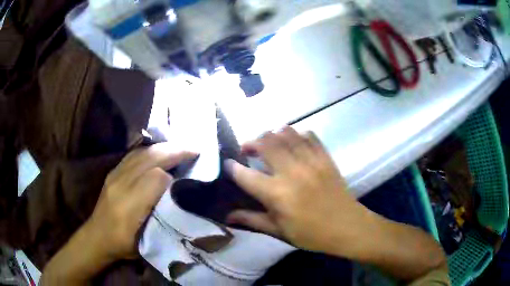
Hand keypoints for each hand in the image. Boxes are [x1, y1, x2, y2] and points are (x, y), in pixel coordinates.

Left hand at [88, 143, 197, 259]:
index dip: (173, 175)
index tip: (188, 176)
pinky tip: (160, 152)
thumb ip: (160, 218)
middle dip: (174, 151)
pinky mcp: (112, 172)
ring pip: (142, 153)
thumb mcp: (146, 241)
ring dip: (164, 147)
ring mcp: (114, 175)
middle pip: (149, 158)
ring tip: (181, 148)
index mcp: (128, 206)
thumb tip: (174, 192)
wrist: (97, 237)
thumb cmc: (123, 244)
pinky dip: (151, 150)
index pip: (154, 178)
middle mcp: (120, 184)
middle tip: (194, 150)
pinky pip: (134, 154)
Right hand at [226, 126, 363, 253]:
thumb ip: (252, 220)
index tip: (228, 164)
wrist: (347, 226)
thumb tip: (227, 216)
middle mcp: (291, 172)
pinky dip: (297, 134)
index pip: (246, 175)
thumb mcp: (279, 231)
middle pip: (265, 143)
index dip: (232, 168)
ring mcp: (311, 161)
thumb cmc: (311, 233)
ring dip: (272, 134)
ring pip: (286, 134)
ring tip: (268, 143)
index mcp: (277, 194)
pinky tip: (293, 142)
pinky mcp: (325, 157)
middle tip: (248, 150)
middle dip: (251, 142)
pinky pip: (309, 136)